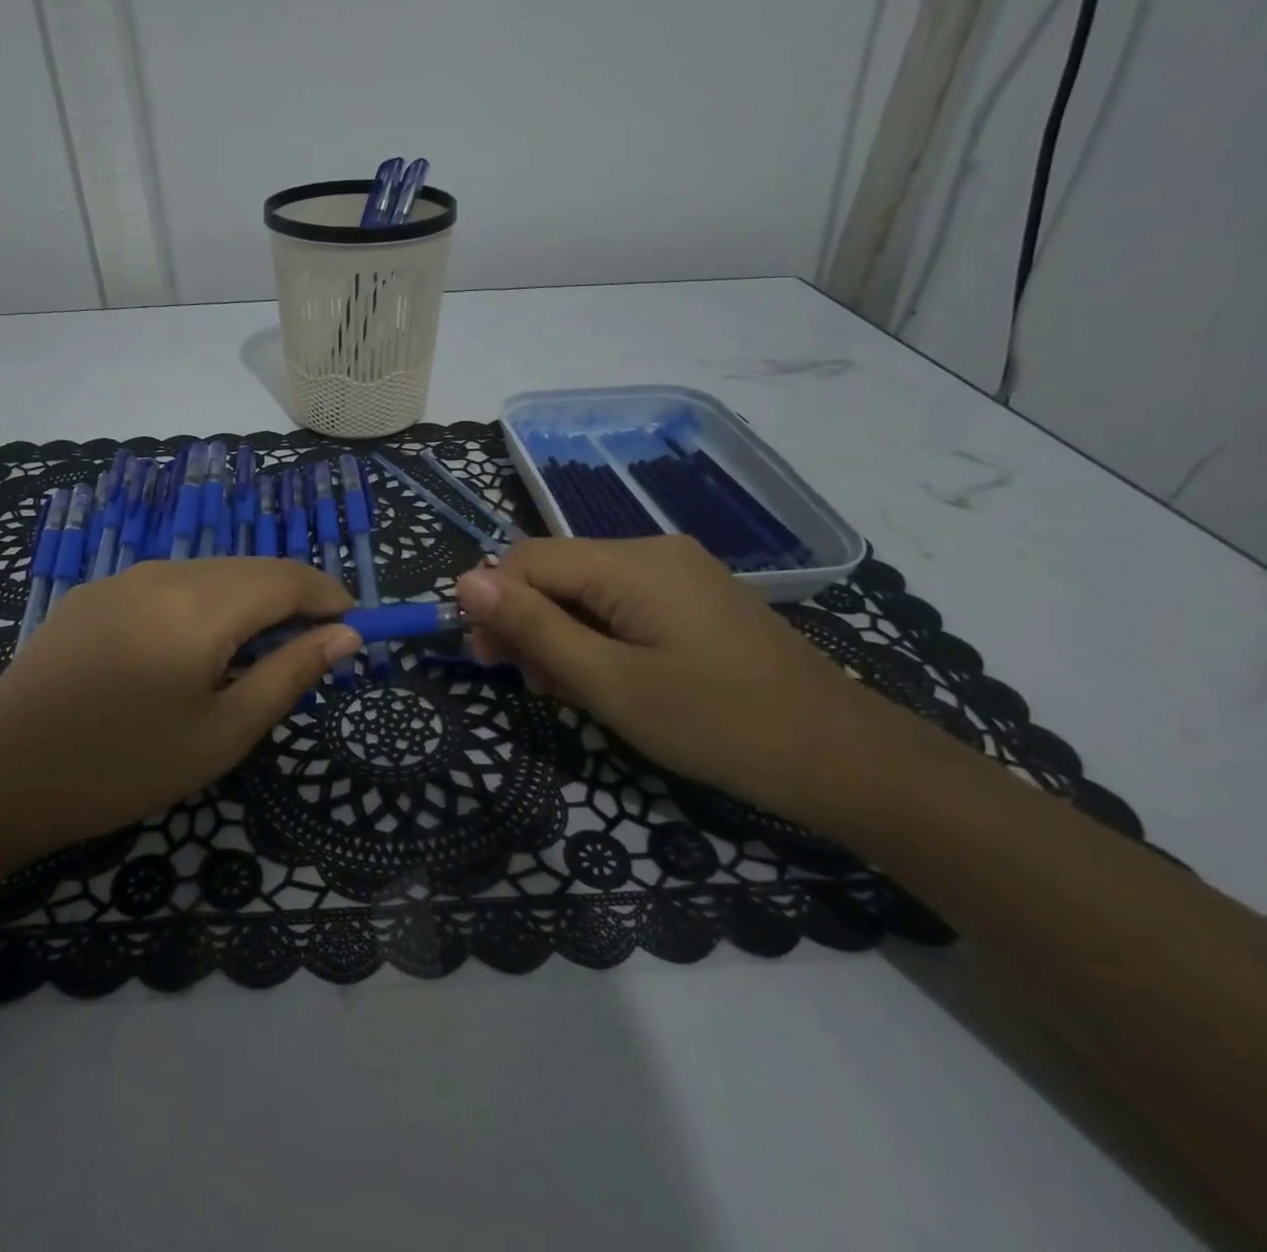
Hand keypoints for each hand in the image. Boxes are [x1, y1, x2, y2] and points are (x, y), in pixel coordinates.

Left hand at [0, 559, 360, 866]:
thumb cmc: (122, 766)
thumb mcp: (222, 734)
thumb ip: (289, 674)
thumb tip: (346, 635)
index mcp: (200, 605)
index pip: (288, 577)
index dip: (329, 595)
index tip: (354, 627)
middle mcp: (164, 573)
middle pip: (250, 570)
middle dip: (292, 600)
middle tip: (310, 649)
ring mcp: (122, 579)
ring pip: (210, 575)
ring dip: (247, 603)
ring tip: (252, 657)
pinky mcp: (93, 594)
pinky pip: (169, 586)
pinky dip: (203, 605)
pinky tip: (191, 651)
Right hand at [455, 536, 927, 823]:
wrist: (843, 758)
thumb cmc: (716, 723)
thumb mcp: (609, 682)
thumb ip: (533, 627)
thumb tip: (465, 582)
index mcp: (630, 562)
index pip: (526, 558)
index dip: (494, 603)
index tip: (488, 661)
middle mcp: (652, 550)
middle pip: (556, 571)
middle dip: (528, 622)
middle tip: (529, 685)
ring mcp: (678, 572)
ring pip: (586, 590)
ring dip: (561, 635)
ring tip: (567, 691)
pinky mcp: (694, 598)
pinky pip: (621, 603)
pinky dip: (597, 636)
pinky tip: (605, 679)